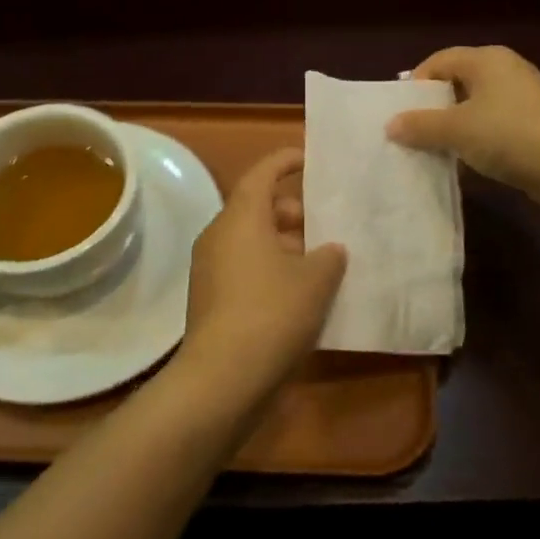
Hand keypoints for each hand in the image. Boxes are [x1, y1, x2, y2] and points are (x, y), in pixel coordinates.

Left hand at [174, 148, 346, 415]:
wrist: (223, 378)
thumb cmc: (272, 313)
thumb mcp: (315, 280)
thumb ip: (329, 256)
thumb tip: (330, 249)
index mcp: (241, 217)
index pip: (262, 173)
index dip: (286, 161)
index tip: (309, 159)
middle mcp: (219, 235)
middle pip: (257, 208)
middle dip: (292, 211)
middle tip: (325, 222)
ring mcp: (210, 268)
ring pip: (251, 240)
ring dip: (284, 244)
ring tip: (321, 259)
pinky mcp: (210, 298)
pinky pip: (244, 267)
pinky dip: (271, 268)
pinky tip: (300, 292)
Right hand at [386, 45, 539, 210]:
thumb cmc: (508, 136)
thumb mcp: (457, 130)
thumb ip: (420, 125)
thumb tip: (391, 125)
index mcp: (487, 59)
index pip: (439, 61)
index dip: (416, 84)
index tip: (401, 113)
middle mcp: (506, 70)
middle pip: (457, 82)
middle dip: (434, 108)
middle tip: (414, 133)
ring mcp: (524, 97)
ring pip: (476, 106)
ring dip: (454, 127)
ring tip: (436, 151)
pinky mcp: (535, 124)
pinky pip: (494, 125)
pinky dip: (477, 140)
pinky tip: (467, 162)